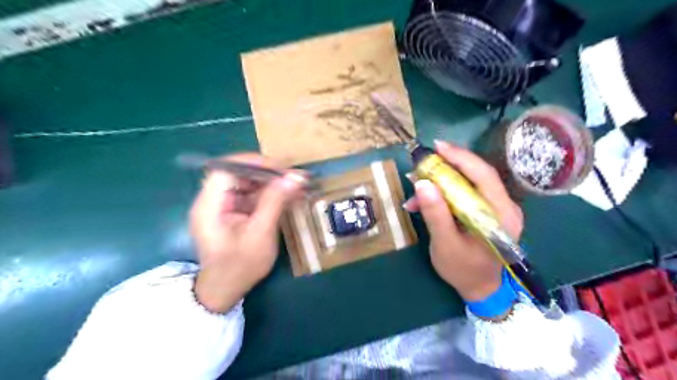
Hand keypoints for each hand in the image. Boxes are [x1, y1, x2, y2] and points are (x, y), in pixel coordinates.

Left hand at [190, 152, 306, 312]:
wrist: (225, 291)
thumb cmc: (240, 267)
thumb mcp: (260, 234)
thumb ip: (275, 202)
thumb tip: (295, 177)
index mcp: (209, 205)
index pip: (226, 169)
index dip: (253, 163)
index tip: (281, 168)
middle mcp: (211, 200)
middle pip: (238, 174)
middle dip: (267, 173)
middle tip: (293, 177)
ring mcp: (221, 206)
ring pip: (247, 183)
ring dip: (271, 183)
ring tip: (295, 186)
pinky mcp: (231, 212)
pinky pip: (250, 195)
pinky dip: (269, 194)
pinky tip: (287, 196)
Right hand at [400, 141, 522, 300]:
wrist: (480, 288)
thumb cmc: (463, 270)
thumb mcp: (445, 244)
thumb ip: (436, 214)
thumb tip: (422, 183)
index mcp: (501, 215)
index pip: (483, 175)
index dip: (461, 158)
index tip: (437, 147)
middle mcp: (505, 206)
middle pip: (477, 175)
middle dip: (448, 166)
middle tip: (423, 161)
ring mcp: (497, 208)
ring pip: (469, 183)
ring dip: (442, 181)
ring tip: (417, 186)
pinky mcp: (487, 212)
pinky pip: (466, 193)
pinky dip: (445, 193)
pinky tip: (425, 201)